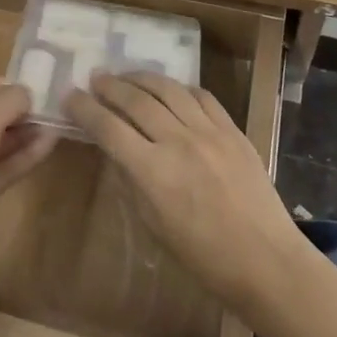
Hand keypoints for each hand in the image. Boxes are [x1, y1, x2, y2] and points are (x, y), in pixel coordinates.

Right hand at [65, 73, 310, 327]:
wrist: (266, 261)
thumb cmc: (203, 257)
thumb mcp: (154, 226)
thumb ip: (132, 181)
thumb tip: (116, 150)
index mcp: (152, 172)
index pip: (108, 128)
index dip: (84, 109)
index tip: (70, 96)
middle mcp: (177, 142)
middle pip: (135, 100)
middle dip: (110, 86)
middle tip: (95, 79)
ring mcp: (208, 131)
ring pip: (168, 89)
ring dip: (141, 78)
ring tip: (126, 76)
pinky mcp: (232, 129)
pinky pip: (201, 96)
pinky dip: (180, 88)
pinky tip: (171, 90)